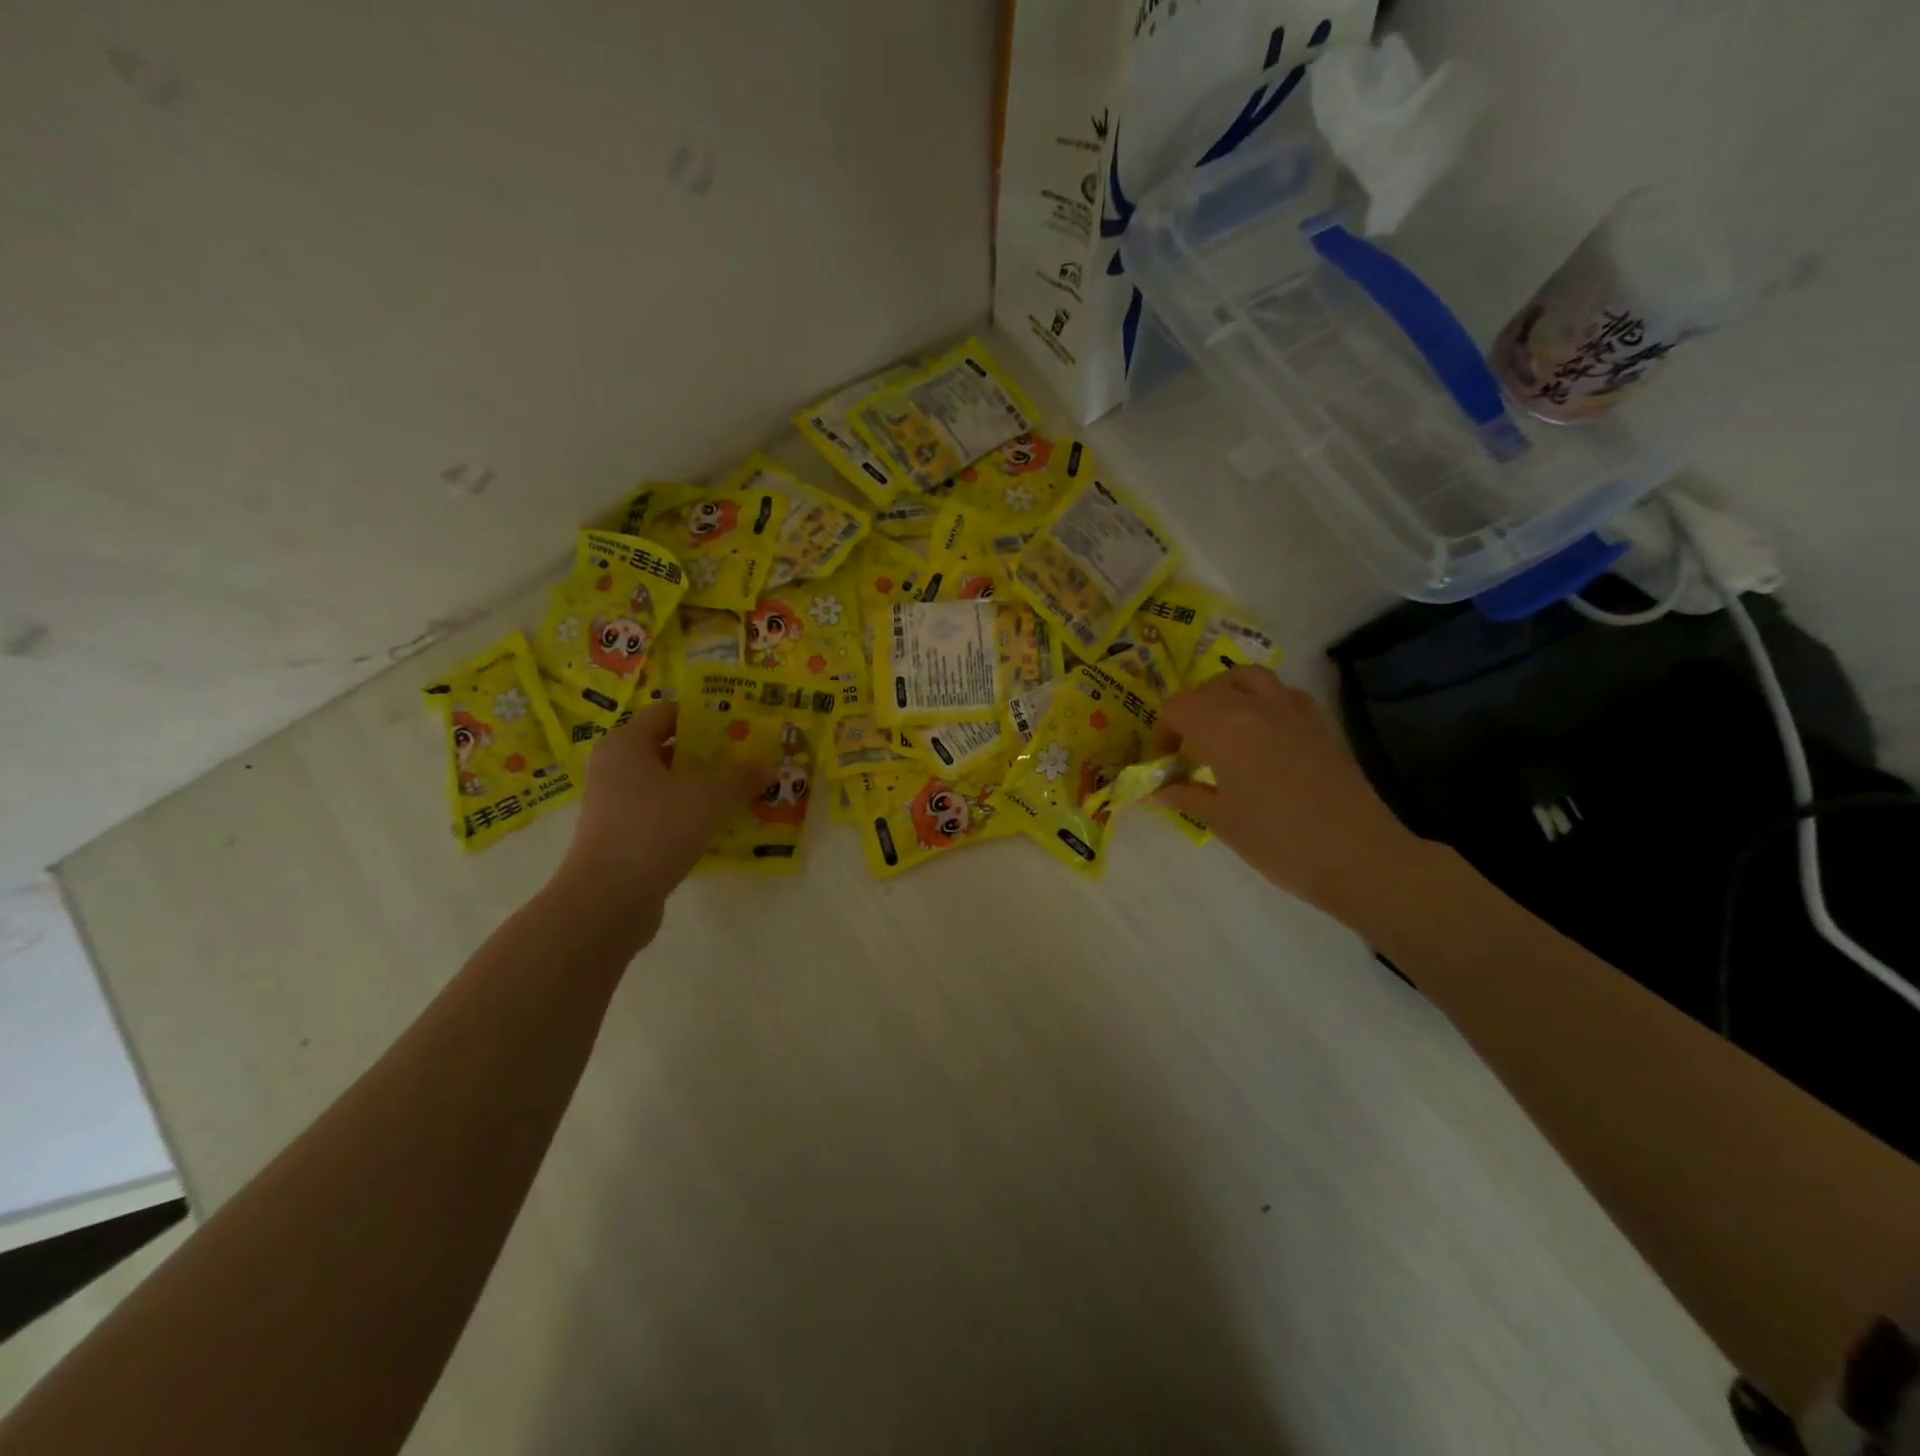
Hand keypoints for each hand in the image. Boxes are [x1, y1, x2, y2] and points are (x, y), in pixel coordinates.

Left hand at [555, 704, 774, 924]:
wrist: (607, 900)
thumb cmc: (654, 830)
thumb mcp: (708, 799)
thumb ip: (741, 778)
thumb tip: (770, 765)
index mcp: (626, 745)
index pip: (668, 713)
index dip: (705, 715)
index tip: (740, 724)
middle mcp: (615, 769)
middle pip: (669, 749)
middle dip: (710, 754)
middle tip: (749, 757)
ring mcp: (616, 805)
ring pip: (668, 785)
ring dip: (704, 787)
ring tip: (744, 791)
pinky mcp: (623, 837)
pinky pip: (663, 815)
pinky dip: (691, 816)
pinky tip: (722, 825)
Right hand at [1154, 667, 1430, 922]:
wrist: (1356, 855)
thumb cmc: (1277, 841)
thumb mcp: (1222, 821)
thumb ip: (1186, 796)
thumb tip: (1159, 791)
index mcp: (1223, 728)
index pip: (1179, 707)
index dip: (1164, 731)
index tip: (1167, 760)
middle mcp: (1255, 707)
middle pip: (1210, 689)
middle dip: (1192, 712)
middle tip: (1190, 747)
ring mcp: (1293, 711)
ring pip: (1250, 678)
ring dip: (1228, 693)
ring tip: (1224, 726)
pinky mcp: (1321, 723)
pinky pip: (1286, 694)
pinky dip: (1266, 701)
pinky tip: (1266, 732)